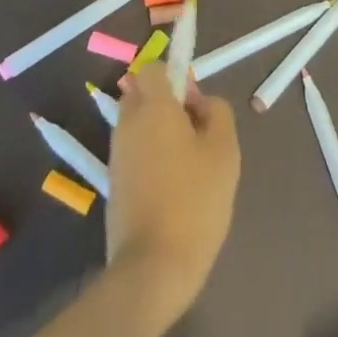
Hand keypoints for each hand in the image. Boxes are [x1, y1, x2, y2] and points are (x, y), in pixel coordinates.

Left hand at [106, 64, 240, 313]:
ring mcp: (117, 155)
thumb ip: (216, 112)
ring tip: (189, 164)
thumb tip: (199, 101)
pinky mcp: (113, 184)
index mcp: (153, 108)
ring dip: (159, 131)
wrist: (153, 267)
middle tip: (196, 131)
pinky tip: (173, 187)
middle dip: (165, 103)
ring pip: (137, 124)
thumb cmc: (195, 200)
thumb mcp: (224, 150)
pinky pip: (133, 152)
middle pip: (141, 94)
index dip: (175, 76)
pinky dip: (151, 157)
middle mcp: (128, 124)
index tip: (195, 103)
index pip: (152, 69)